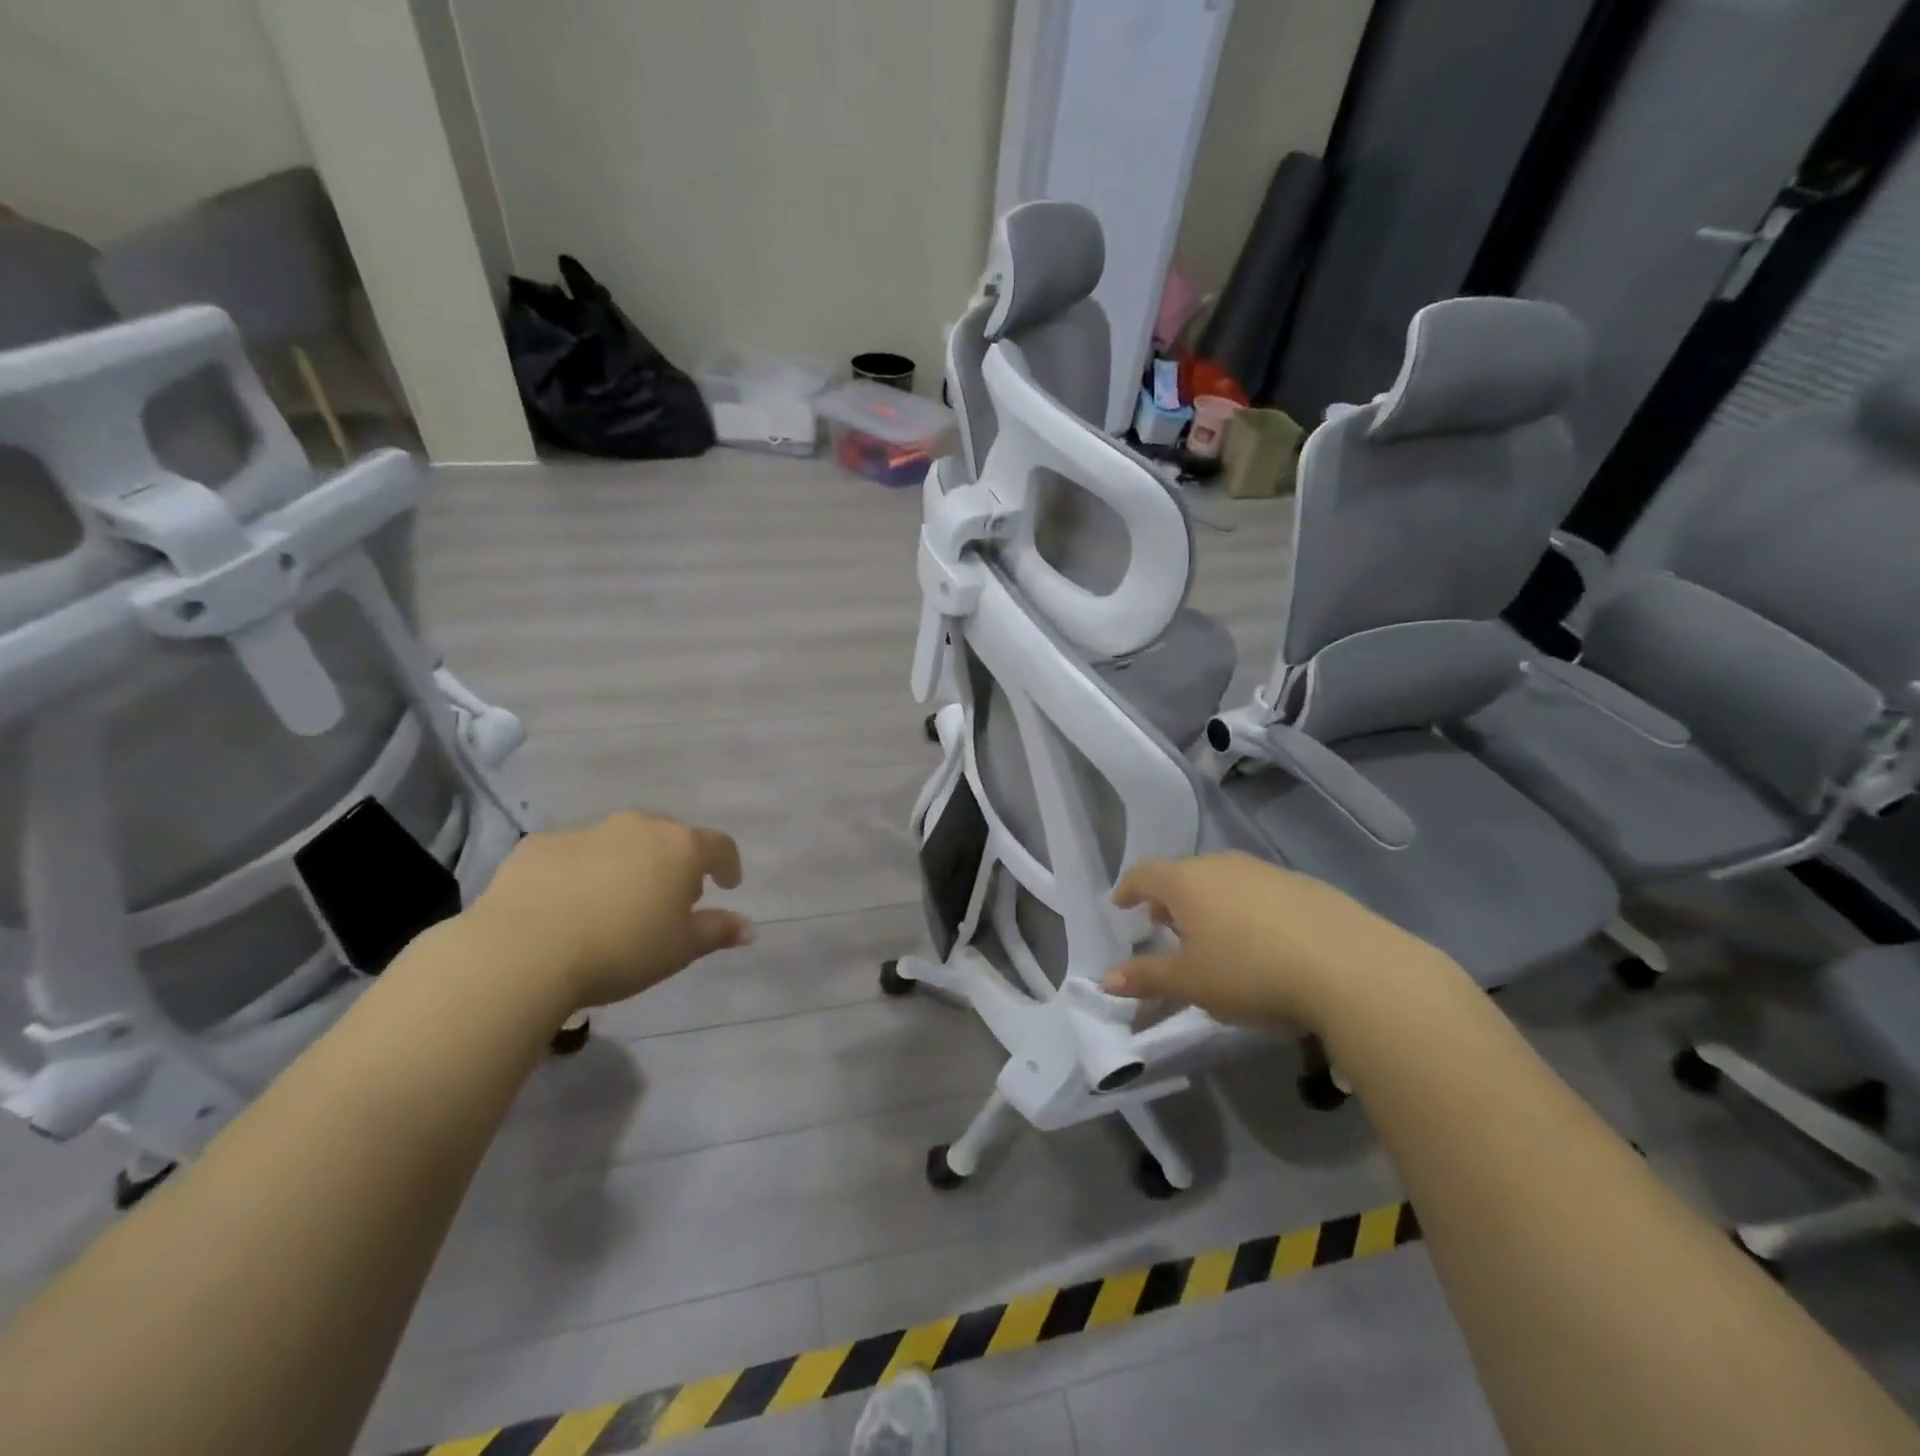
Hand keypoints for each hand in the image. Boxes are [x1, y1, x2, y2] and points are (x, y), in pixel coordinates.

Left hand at [464, 811, 750, 1012]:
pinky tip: (565, 907)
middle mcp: (637, 827)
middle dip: (674, 864)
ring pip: (618, 843)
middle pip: (667, 838)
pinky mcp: (538, 845)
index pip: (719, 845)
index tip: (727, 885)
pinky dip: (578, 873)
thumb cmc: (622, 949)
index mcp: (679, 847)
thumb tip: (748, 928)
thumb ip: (718, 931)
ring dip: (626, 866)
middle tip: (669, 899)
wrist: (523, 952)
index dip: (728, 864)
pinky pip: (571, 855)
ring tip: (614, 905)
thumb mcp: (681, 949)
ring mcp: (585, 832)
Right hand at [1104, 852, 1453, 1033]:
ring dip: (1209, 904)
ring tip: (1213, 936)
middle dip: (1169, 900)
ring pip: (1224, 881)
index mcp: (1187, 882)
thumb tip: (1106, 979)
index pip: (1145, 875)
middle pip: (1184, 875)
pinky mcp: (1305, 886)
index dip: (1128, 889)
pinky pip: (1259, 892)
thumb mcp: (1191, 983)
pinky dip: (1246, 909)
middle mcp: (1223, 866)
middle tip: (1164, 927)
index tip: (1121, 906)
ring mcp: (1267, 872)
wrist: (1350, 967)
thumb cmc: (1251, 972)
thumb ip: (1146, 977)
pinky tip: (1261, 941)